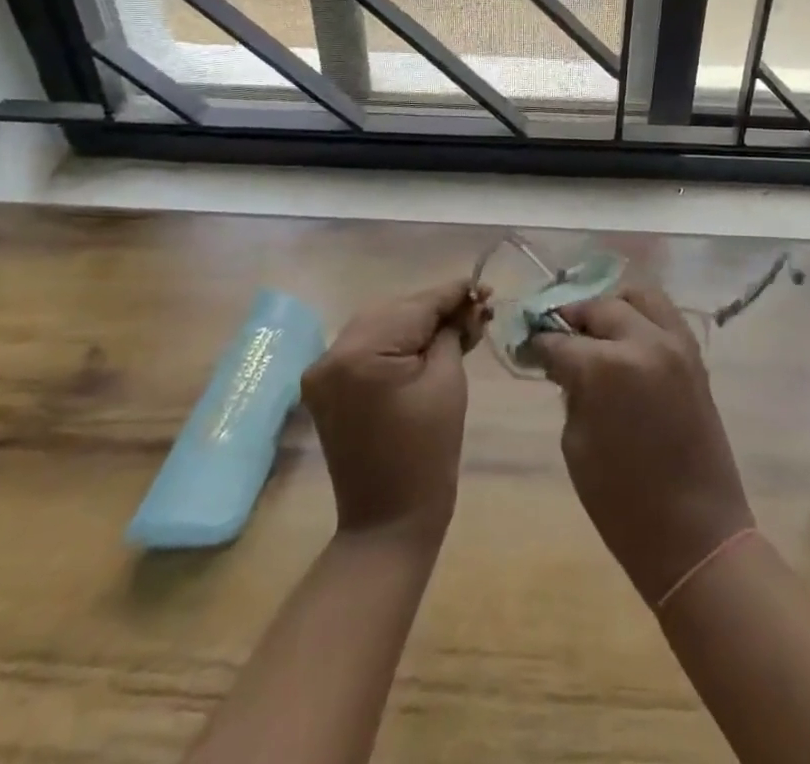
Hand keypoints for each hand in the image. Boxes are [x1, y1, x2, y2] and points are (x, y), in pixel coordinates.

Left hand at [302, 278, 490, 543]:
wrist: (387, 522)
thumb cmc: (427, 453)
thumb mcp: (448, 381)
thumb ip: (454, 332)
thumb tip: (467, 305)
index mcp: (360, 352)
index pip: (416, 305)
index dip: (453, 294)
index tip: (485, 286)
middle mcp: (332, 353)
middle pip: (396, 310)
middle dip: (437, 308)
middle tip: (478, 309)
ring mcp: (324, 370)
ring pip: (381, 324)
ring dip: (418, 322)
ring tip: (458, 324)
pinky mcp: (327, 386)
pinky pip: (367, 346)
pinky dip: (396, 341)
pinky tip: (426, 342)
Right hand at [530, 283, 754, 604]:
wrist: (696, 534)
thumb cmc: (622, 503)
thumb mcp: (576, 444)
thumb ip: (571, 390)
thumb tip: (565, 362)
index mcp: (605, 367)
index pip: (559, 340)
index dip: (538, 343)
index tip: (527, 346)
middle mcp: (643, 341)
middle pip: (598, 308)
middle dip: (572, 319)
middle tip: (558, 337)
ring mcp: (675, 343)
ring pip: (638, 296)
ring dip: (612, 306)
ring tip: (597, 330)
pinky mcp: (695, 354)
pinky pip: (664, 314)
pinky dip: (641, 316)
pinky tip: (626, 338)